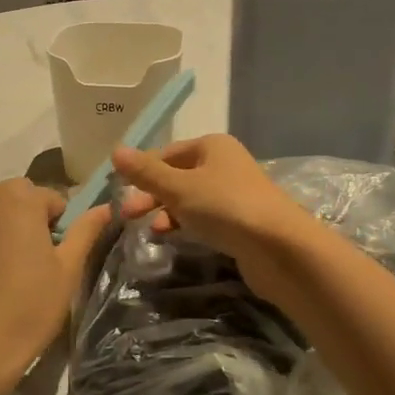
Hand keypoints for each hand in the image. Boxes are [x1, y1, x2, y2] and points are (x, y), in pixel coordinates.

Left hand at [0, 178, 108, 394]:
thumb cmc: (29, 306)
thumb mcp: (68, 269)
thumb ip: (86, 230)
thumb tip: (105, 208)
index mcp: (16, 197)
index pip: (49, 199)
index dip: (58, 227)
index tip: (55, 258)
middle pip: (13, 201)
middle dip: (24, 223)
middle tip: (31, 266)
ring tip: (1, 276)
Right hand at [111, 135, 313, 298]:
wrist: (280, 248)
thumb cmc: (226, 207)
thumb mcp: (179, 187)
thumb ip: (146, 172)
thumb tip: (115, 151)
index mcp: (212, 146)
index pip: (166, 153)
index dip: (142, 170)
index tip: (119, 191)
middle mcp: (224, 164)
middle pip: (177, 176)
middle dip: (151, 195)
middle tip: (127, 216)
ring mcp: (234, 194)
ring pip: (190, 199)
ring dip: (167, 212)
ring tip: (151, 232)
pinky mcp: (241, 222)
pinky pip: (205, 218)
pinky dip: (187, 224)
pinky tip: (174, 238)